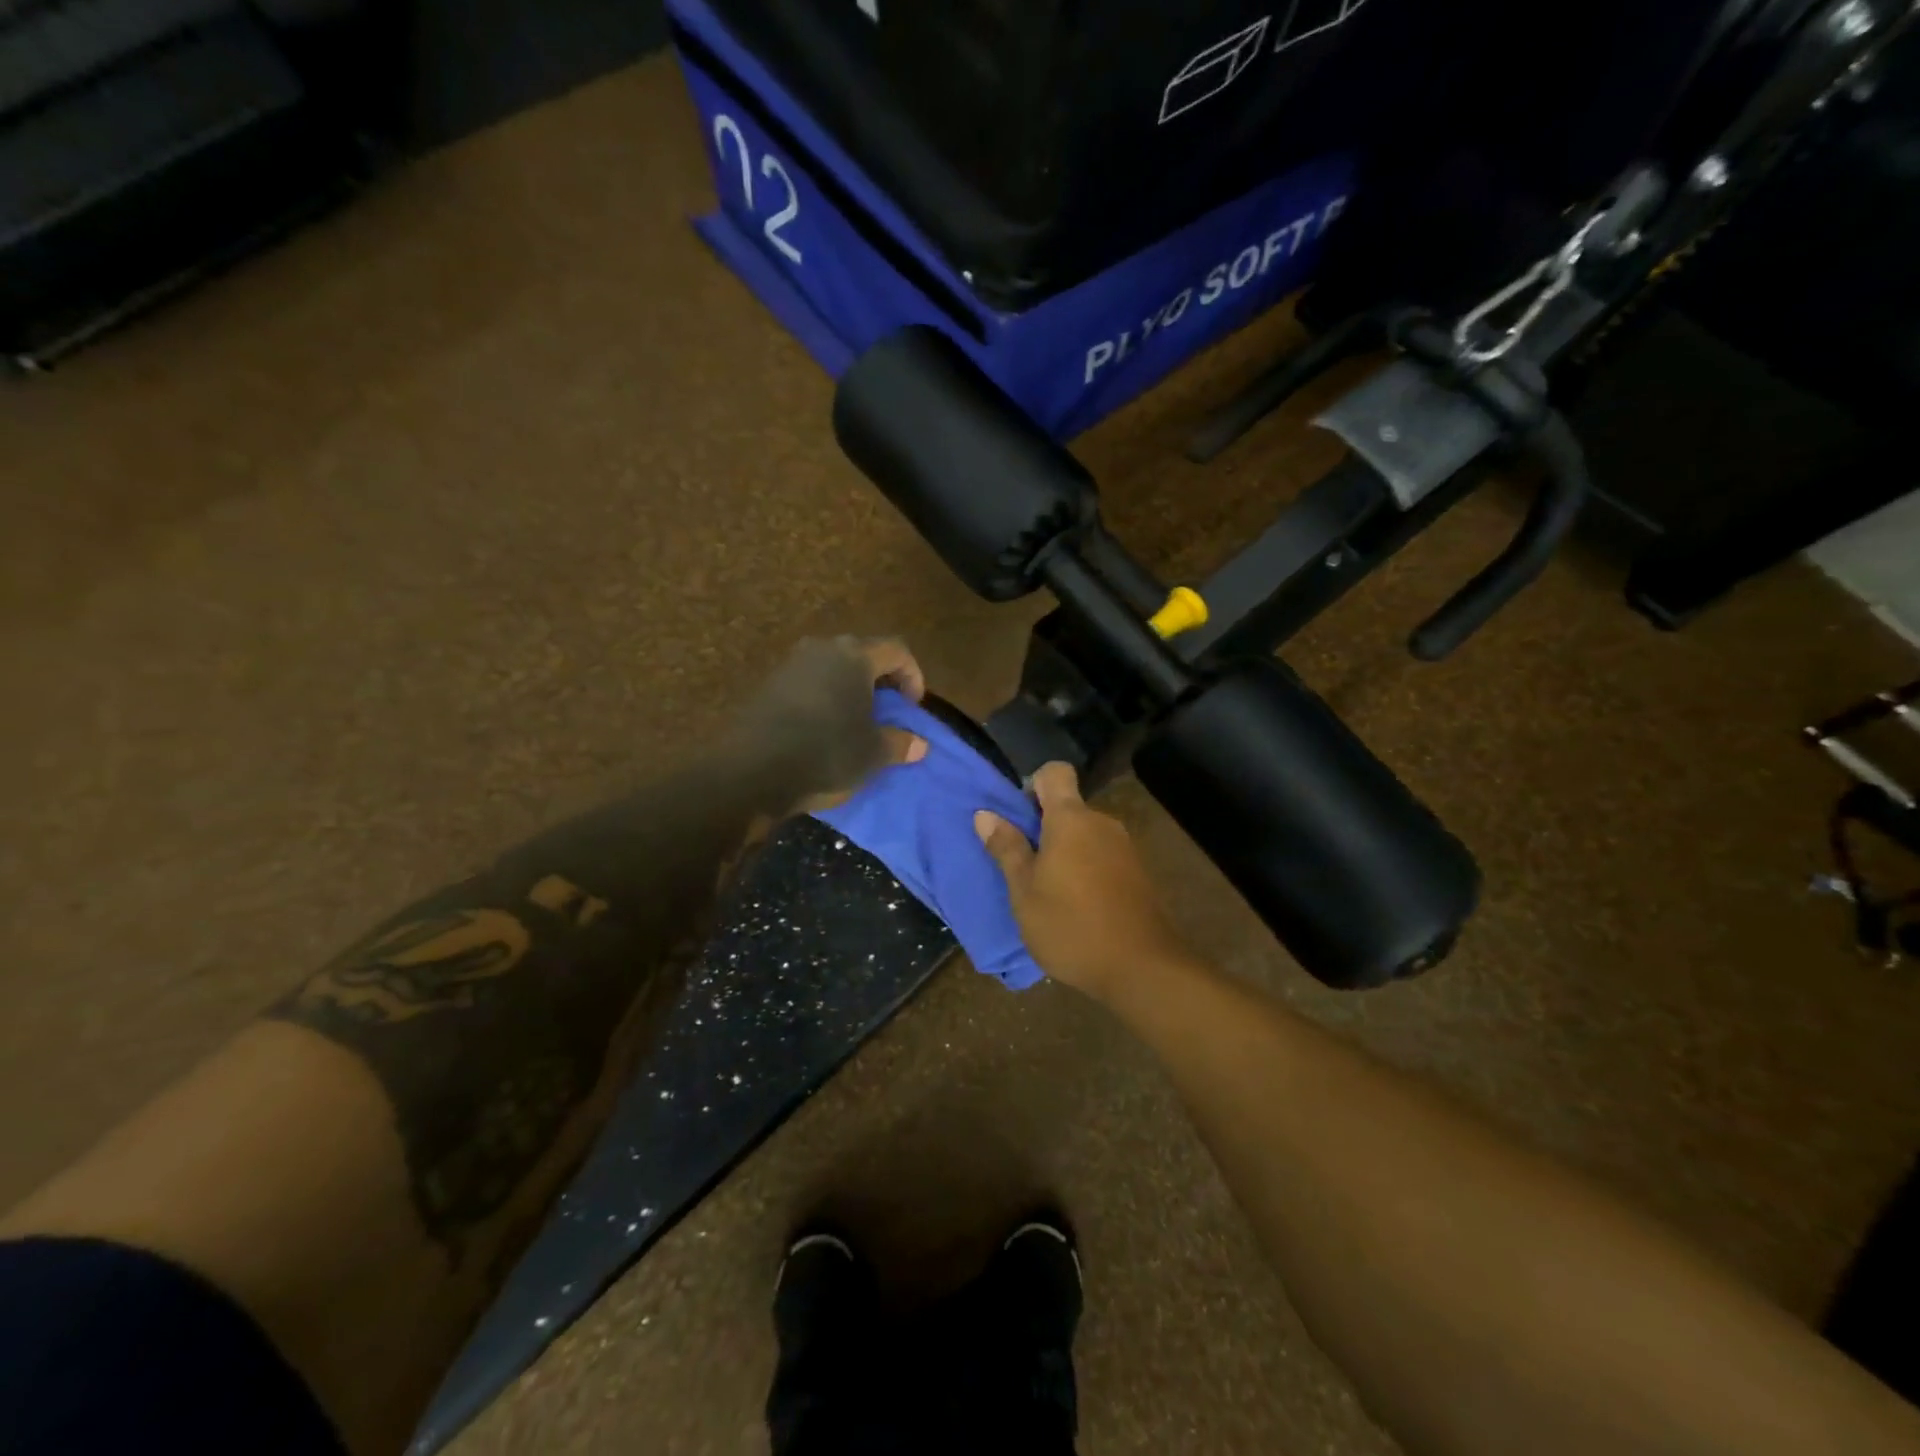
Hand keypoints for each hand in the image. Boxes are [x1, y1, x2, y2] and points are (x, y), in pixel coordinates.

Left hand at [729, 636, 928, 814]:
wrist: (753, 771)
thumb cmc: (826, 753)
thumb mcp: (873, 754)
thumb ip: (900, 743)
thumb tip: (919, 744)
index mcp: (854, 656)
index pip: (896, 650)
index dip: (913, 675)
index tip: (912, 708)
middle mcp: (822, 649)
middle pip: (862, 653)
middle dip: (880, 679)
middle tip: (888, 710)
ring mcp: (791, 664)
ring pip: (832, 667)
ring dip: (849, 688)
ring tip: (855, 720)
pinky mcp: (768, 684)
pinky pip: (808, 682)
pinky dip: (824, 698)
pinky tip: (823, 728)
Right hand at [974, 762, 1190, 998]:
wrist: (1140, 968)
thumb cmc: (1070, 926)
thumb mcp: (1024, 892)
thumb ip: (1007, 849)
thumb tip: (985, 814)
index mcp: (1071, 819)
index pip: (1055, 772)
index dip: (1033, 785)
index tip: (1019, 818)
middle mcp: (1101, 823)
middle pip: (1068, 806)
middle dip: (1043, 826)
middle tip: (1023, 865)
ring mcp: (1124, 848)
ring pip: (1084, 833)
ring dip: (1064, 851)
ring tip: (1047, 891)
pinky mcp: (1136, 873)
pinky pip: (1101, 855)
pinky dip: (1085, 868)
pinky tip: (1075, 905)